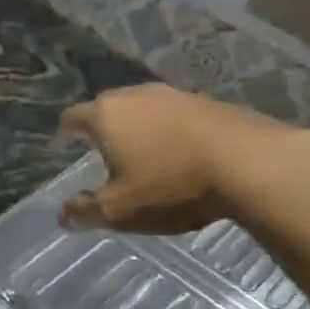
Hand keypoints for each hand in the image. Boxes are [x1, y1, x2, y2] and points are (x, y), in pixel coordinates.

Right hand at [58, 84, 278, 234]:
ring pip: (142, 107)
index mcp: (107, 116)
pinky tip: (176, 150)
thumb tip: (62, 214)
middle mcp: (136, 95)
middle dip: (99, 126)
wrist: (248, 162)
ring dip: (135, 126)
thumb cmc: (170, 185)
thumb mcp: (119, 210)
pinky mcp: (206, 101)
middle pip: (107, 106)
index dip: (64, 133)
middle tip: (98, 149)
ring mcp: (174, 94)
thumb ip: (86, 211)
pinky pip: (173, 114)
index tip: (62, 146)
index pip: (73, 117)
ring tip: (138, 149)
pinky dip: (166, 129)